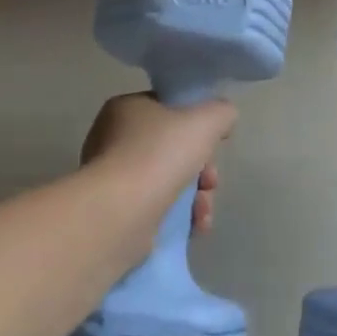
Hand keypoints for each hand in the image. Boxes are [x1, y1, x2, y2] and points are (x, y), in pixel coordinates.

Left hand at [80, 93, 234, 232]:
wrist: (120, 212)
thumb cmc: (159, 155)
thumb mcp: (204, 121)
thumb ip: (220, 112)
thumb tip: (223, 118)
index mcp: (126, 108)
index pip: (169, 109)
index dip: (197, 126)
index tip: (213, 145)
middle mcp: (113, 139)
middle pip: (173, 149)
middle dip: (202, 169)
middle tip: (210, 182)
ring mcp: (113, 177)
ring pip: (169, 180)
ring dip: (196, 197)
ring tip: (203, 212)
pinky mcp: (117, 210)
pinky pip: (157, 207)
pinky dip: (180, 216)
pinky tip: (196, 227)